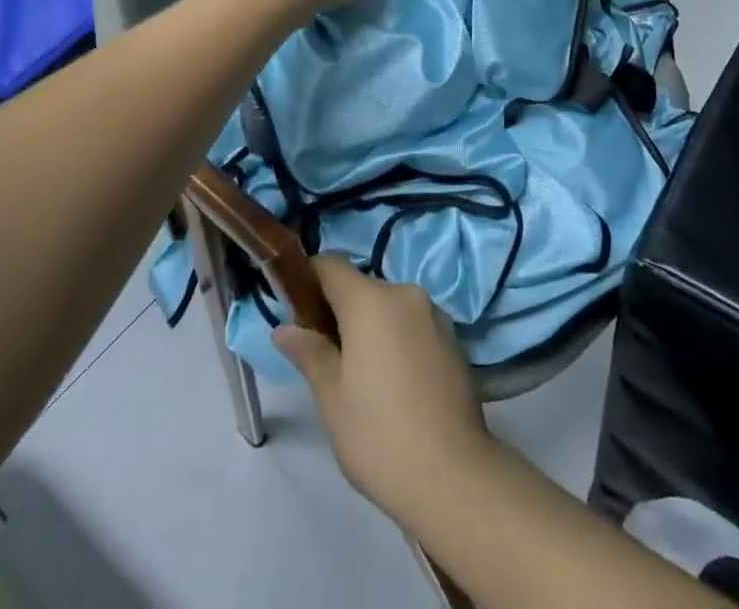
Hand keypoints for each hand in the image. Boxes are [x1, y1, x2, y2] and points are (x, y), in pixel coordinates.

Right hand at [274, 255, 490, 517]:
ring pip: (390, 307)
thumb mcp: (331, 397)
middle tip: (324, 357)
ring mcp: (434, 314)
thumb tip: (285, 328)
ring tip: (360, 376)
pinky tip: (394, 384)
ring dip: (372, 327)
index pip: (332, 266)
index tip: (296, 308)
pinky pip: (414, 325)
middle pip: (362, 288)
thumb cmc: (378, 433)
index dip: (309, 278)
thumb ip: (309, 353)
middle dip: (340, 312)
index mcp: (372, 301)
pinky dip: (398, 339)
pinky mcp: (453, 337)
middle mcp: (406, 294)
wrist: (450, 472)